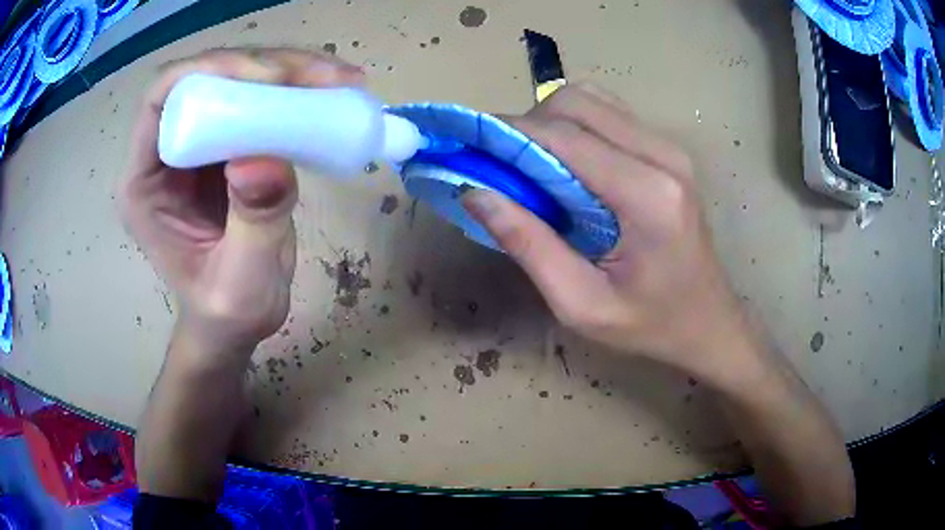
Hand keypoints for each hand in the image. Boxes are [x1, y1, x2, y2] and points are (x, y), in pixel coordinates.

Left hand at [120, 49, 363, 355]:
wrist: (234, 320)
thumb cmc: (226, 313)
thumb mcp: (241, 284)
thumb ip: (252, 224)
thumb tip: (264, 159)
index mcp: (145, 183)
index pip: (161, 99)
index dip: (208, 73)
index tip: (268, 79)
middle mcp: (165, 152)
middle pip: (205, 78)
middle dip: (263, 65)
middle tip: (321, 76)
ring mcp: (197, 145)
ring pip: (237, 80)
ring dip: (288, 71)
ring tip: (338, 80)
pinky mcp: (227, 144)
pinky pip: (258, 100)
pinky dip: (296, 90)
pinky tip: (331, 92)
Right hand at [464, 84, 752, 384]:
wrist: (709, 323)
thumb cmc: (650, 325)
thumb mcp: (581, 304)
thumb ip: (528, 245)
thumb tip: (475, 191)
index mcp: (647, 196)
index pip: (564, 136)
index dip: (507, 131)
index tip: (468, 144)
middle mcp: (663, 156)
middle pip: (576, 102)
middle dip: (527, 123)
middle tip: (505, 166)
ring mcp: (670, 148)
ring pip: (591, 98)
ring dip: (552, 121)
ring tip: (535, 166)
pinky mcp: (668, 150)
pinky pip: (609, 113)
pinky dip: (576, 125)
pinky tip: (568, 163)